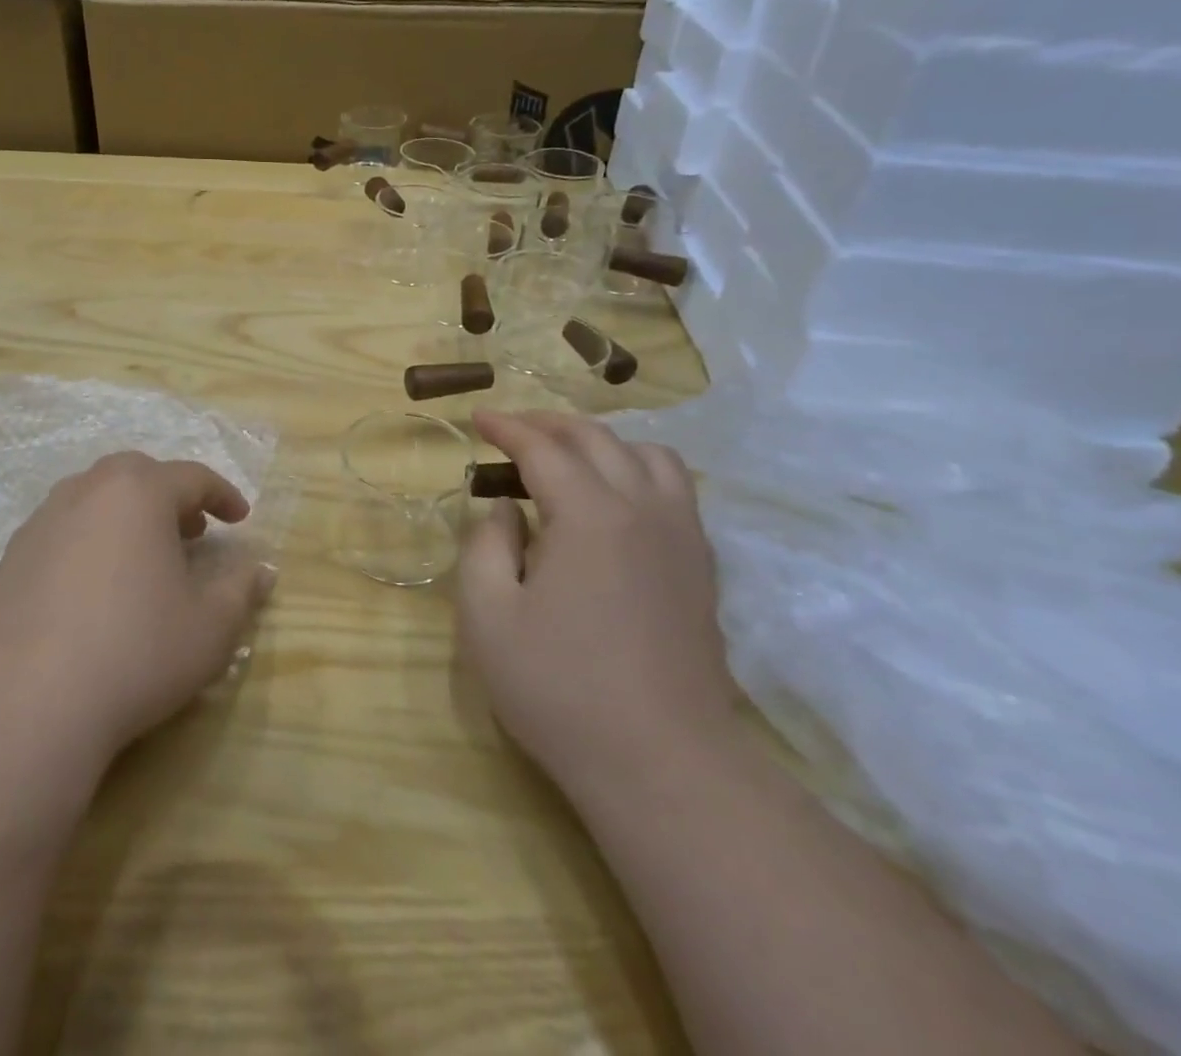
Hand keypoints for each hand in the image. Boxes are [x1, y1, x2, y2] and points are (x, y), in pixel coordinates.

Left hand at [0, 452, 273, 771]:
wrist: (27, 704)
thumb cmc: (136, 652)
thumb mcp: (210, 626)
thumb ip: (241, 589)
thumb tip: (261, 570)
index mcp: (138, 492)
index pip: (192, 477)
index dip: (223, 495)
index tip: (240, 518)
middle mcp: (86, 492)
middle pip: (137, 475)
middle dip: (171, 496)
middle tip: (192, 531)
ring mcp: (41, 522)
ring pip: (94, 499)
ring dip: (127, 516)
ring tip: (143, 557)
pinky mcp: (10, 558)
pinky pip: (61, 532)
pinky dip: (89, 542)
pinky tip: (93, 589)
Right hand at [457, 410, 735, 787]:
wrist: (663, 764)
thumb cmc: (560, 688)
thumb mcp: (487, 616)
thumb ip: (485, 546)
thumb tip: (507, 510)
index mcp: (590, 514)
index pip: (544, 448)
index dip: (507, 427)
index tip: (478, 417)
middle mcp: (644, 509)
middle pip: (598, 440)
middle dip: (550, 424)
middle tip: (513, 430)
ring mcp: (682, 538)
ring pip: (650, 455)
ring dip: (602, 442)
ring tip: (568, 457)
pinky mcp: (702, 568)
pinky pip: (675, 490)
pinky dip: (638, 470)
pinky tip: (615, 499)